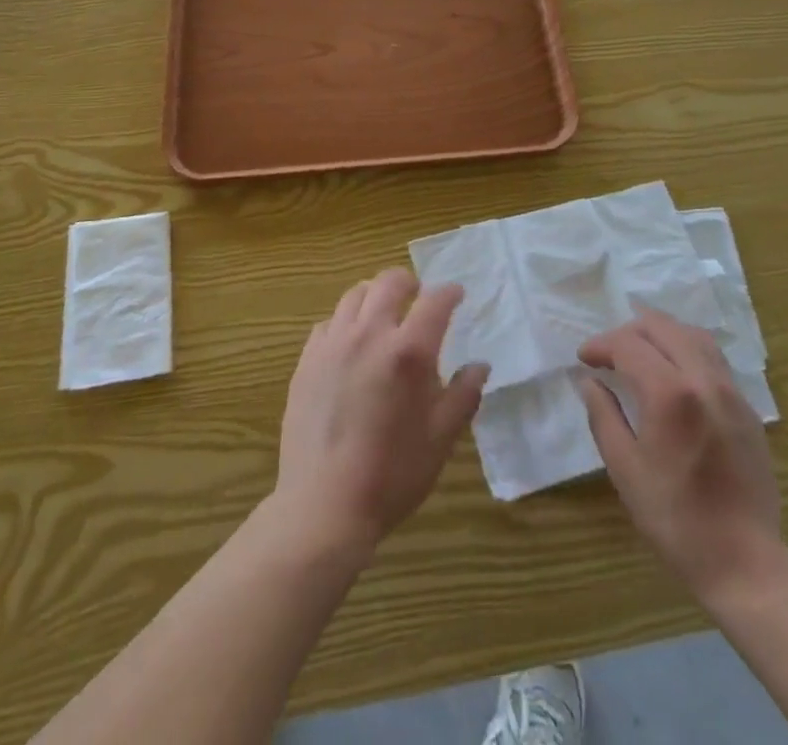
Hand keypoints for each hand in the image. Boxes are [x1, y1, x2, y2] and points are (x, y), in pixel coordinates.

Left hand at [274, 268, 489, 552]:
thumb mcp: (441, 438)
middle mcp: (369, 334)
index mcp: (408, 351)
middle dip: (409, 282)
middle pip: (389, 282)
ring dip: (375, 295)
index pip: (435, 301)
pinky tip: (351, 343)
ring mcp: (333, 343)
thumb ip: (463, 395)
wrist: (324, 505)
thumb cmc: (392, 474)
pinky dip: (346, 321)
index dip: (450, 293)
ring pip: (355, 295)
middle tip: (418, 296)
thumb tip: (480, 365)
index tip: (457, 295)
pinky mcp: (307, 359)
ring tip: (383, 313)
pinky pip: (329, 322)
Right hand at [578, 309, 787, 600]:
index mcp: (670, 393)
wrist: (746, 564)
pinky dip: (686, 350)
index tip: (584, 359)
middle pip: (662, 327)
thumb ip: (604, 416)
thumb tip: (589, 382)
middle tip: (608, 354)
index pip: (628, 344)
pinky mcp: (748, 409)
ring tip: (640, 353)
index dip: (601, 345)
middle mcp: (704, 379)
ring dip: (660, 334)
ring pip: (693, 335)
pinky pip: (714, 358)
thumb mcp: (625, 470)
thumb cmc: (676, 520)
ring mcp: (731, 392)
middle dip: (628, 332)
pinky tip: (673, 374)